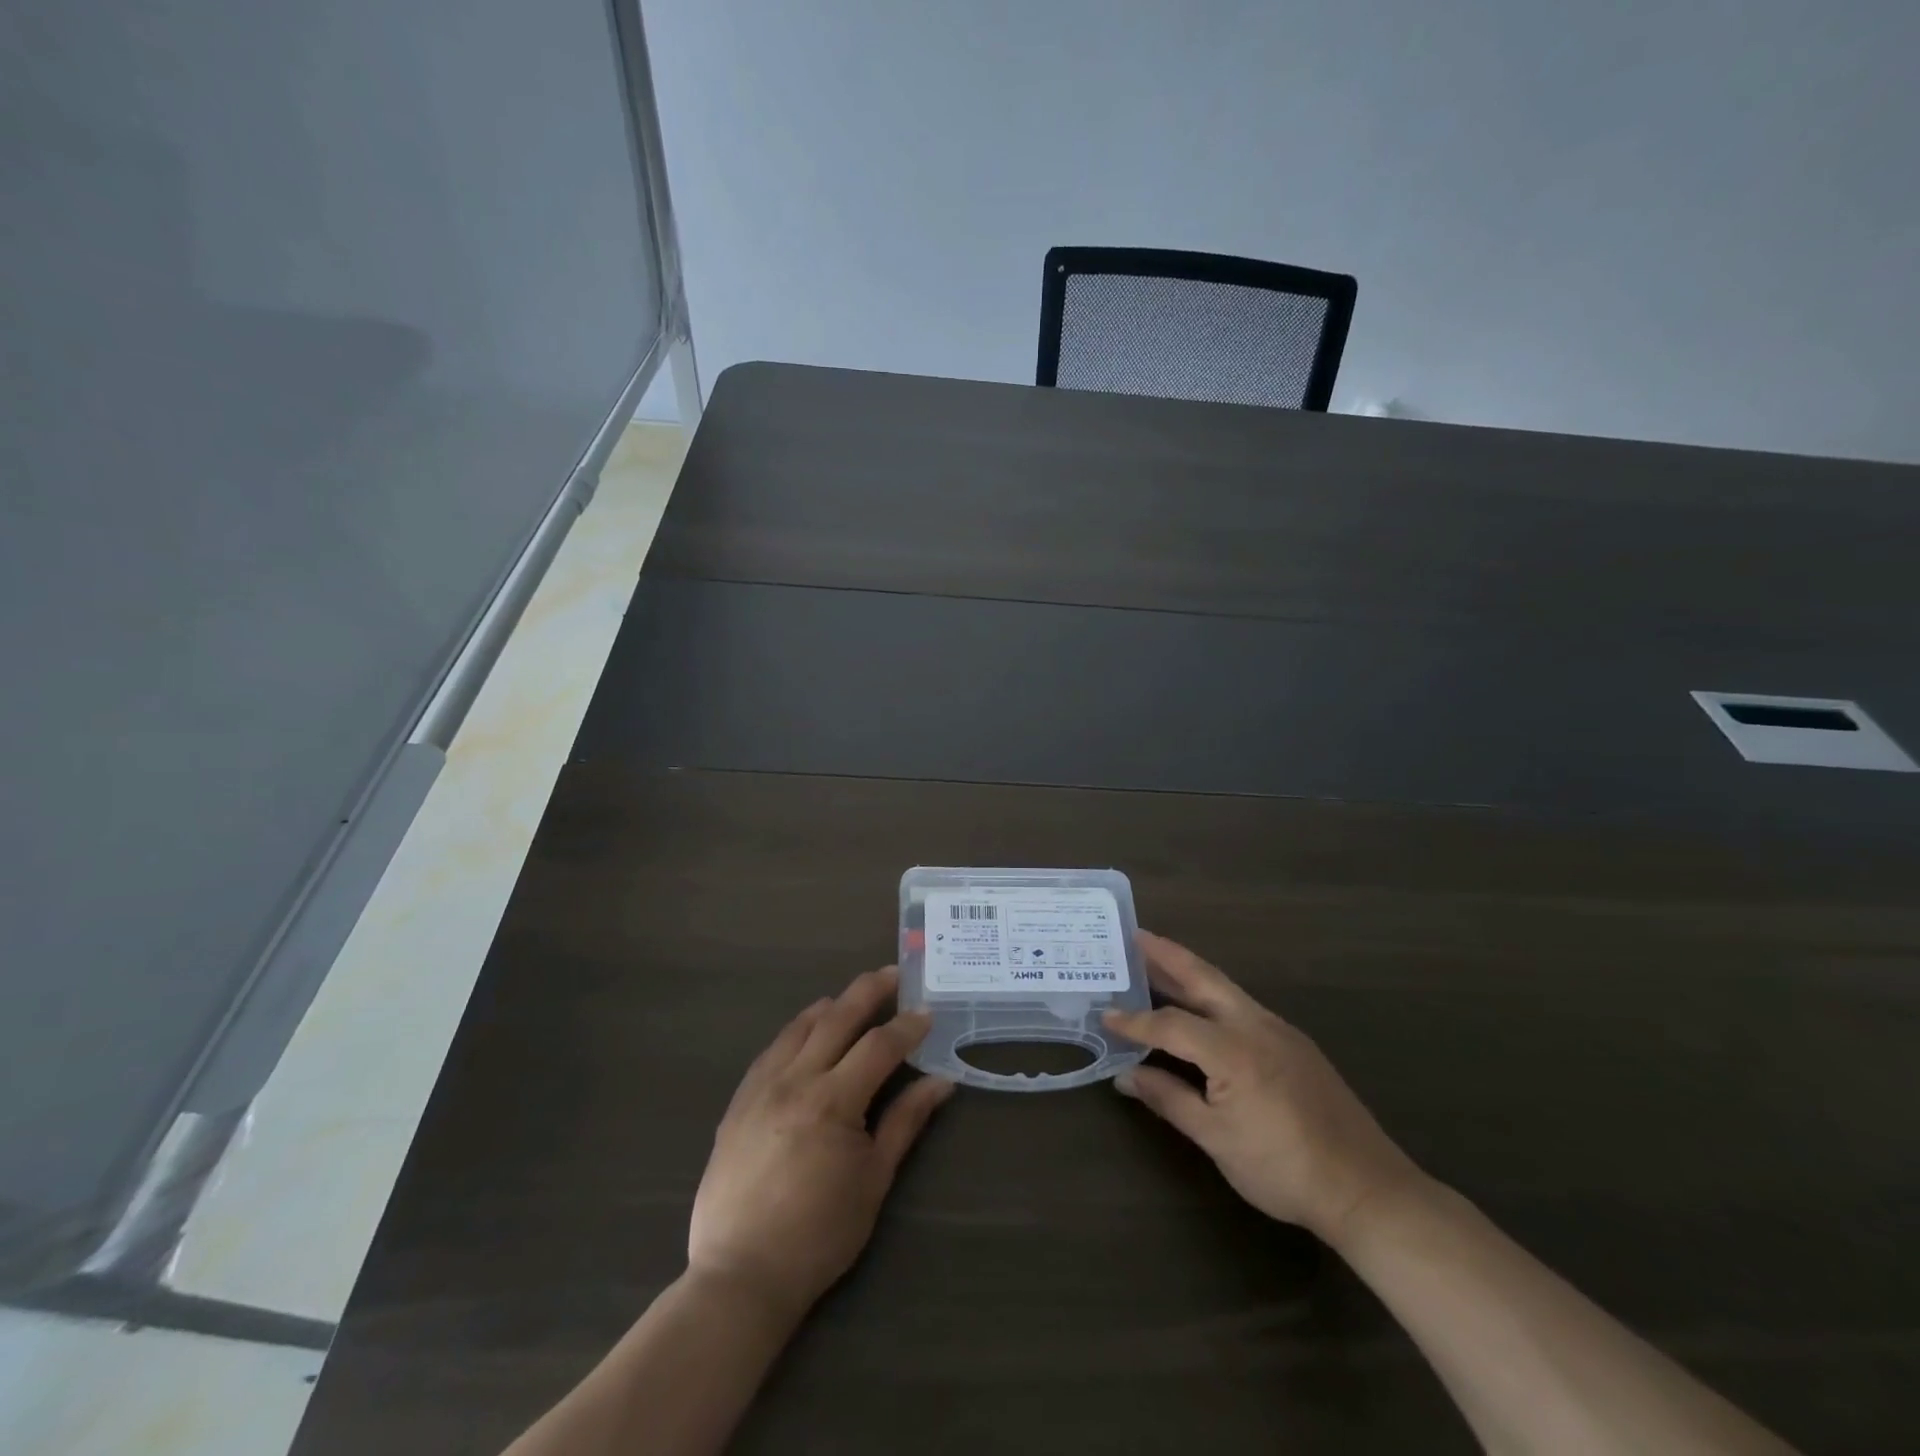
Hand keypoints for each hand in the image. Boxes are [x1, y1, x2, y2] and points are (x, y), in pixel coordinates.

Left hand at [688, 966, 953, 1319]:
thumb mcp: (874, 1180)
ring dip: (831, 1005)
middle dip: (869, 991)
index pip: (878, 1046)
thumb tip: (941, 1082)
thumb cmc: (819, 1234)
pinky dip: (796, 1031)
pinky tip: (807, 1031)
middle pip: (836, 1018)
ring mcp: (760, 1087)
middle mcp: (794, 1080)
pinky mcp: (739, 1101)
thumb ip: (905, 1121)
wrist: (741, 1275)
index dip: (907, 1027)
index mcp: (832, 1101)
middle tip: (893, 973)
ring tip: (853, 996)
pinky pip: (772, 1049)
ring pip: (799, 1026)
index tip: (927, 1013)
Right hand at [1103, 931, 1423, 1246]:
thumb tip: (1126, 1075)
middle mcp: (1255, 1025)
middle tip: (1134, 935)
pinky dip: (1212, 996)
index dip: (1135, 1021)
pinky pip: (1242, 1006)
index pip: (1170, 1023)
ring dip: (1189, 972)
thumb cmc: (1283, 1168)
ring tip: (1157, 961)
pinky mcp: (1294, 1043)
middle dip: (1167, 954)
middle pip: (1203, 977)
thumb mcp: (1216, 1139)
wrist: (1366, 1189)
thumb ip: (1169, 1099)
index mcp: (1232, 1048)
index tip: (1105, 1015)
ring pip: (1225, 988)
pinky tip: (1201, 1007)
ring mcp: (1280, 1030)